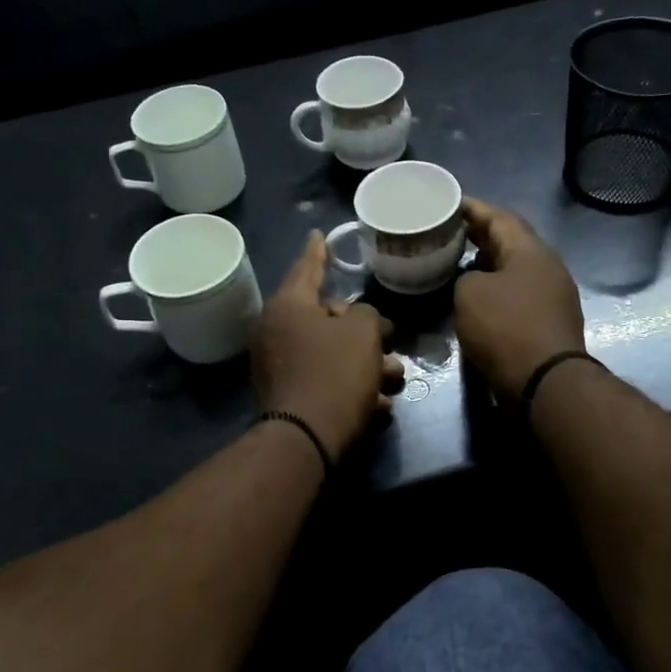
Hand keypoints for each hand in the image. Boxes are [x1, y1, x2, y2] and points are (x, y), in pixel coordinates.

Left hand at [251, 231, 404, 458]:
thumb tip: (357, 323)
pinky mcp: (287, 395)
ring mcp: (279, 365)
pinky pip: (325, 380)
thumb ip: (366, 315)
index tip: (318, 233)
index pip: (307, 267)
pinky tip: (378, 404)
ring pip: (332, 353)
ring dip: (366, 364)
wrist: (307, 438)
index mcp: (288, 306)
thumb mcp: (363, 333)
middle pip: (326, 318)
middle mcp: (276, 331)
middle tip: (387, 338)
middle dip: (363, 330)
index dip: (318, 250)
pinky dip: (351, 387)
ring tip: (394, 378)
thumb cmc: (335, 373)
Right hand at [454, 197, 586, 399]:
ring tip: (457, 264)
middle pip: (510, 242)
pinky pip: (518, 295)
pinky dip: (496, 291)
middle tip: (448, 233)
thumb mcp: (469, 294)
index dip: (472, 208)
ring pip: (514, 270)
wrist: (544, 382)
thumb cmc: (505, 328)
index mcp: (531, 251)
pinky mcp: (548, 323)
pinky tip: (476, 300)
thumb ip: (465, 277)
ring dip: (487, 265)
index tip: (447, 205)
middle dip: (479, 236)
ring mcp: (552, 297)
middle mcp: (547, 267)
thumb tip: (474, 282)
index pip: (499, 217)